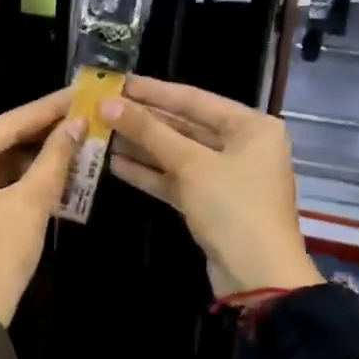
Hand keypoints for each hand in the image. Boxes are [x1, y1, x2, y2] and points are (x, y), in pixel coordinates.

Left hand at [0, 88, 85, 325]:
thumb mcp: (32, 201)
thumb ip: (54, 158)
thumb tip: (76, 124)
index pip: (11, 122)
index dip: (49, 109)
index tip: (79, 93)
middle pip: (3, 140)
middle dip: (44, 132)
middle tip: (82, 115)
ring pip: (0, 163)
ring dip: (36, 157)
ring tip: (76, 140)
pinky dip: (22, 179)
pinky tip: (54, 173)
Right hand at [103, 76, 319, 297]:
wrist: (257, 276)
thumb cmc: (233, 208)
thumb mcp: (190, 165)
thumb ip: (149, 132)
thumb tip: (108, 103)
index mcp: (251, 126)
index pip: (193, 98)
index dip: (152, 91)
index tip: (117, 82)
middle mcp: (241, 146)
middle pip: (184, 125)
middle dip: (143, 119)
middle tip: (102, 107)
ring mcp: (225, 176)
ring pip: (177, 153)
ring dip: (141, 146)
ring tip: (101, 132)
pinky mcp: (210, 202)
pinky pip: (176, 179)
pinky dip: (149, 173)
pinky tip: (114, 164)